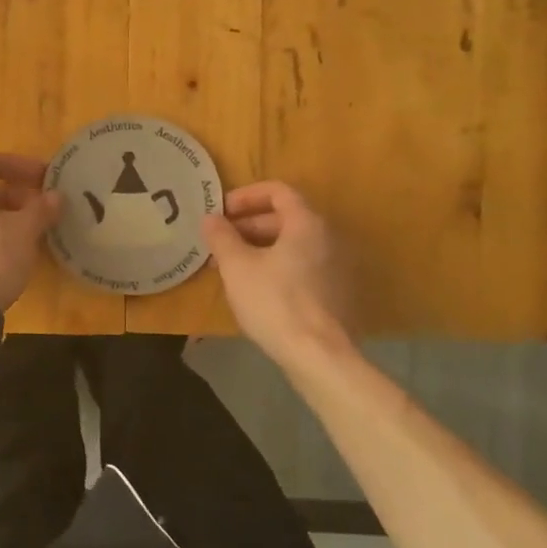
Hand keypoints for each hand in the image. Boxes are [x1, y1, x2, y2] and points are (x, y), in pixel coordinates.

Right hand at [200, 182, 354, 367]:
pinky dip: (276, 266)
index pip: (278, 191)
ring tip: (231, 266)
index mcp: (306, 223)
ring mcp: (336, 267)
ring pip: (292, 245)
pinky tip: (254, 288)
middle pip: (285, 218)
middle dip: (248, 225)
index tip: (222, 212)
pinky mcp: (336, 293)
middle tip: (220, 241)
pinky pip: (302, 266)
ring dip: (259, 248)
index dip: (246, 196)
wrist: (319, 356)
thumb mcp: (237, 266)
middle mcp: (327, 238)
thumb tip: (210, 218)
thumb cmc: (275, 302)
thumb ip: (221, 237)